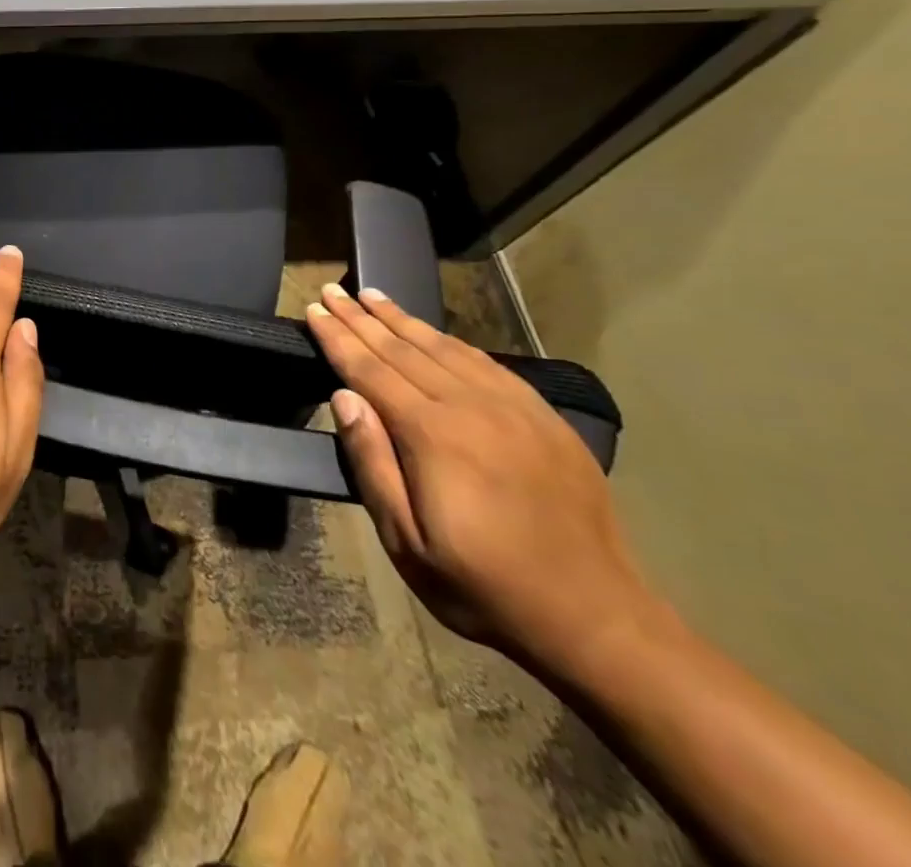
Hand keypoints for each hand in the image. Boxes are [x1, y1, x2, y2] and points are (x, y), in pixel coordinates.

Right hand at [305, 283, 660, 676]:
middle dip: (362, 318)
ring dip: (402, 320)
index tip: (313, 309)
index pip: (370, 370)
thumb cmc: (483, 586)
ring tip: (373, 295)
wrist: (596, 620)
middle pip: (403, 349)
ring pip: (444, 348)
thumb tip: (344, 397)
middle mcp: (471, 407)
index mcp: (433, 435)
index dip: (338, 338)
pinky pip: (487, 364)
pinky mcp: (544, 418)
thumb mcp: (406, 541)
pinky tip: (434, 333)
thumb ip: (372, 463)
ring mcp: (514, 409)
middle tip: (333, 289)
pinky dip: (450, 341)